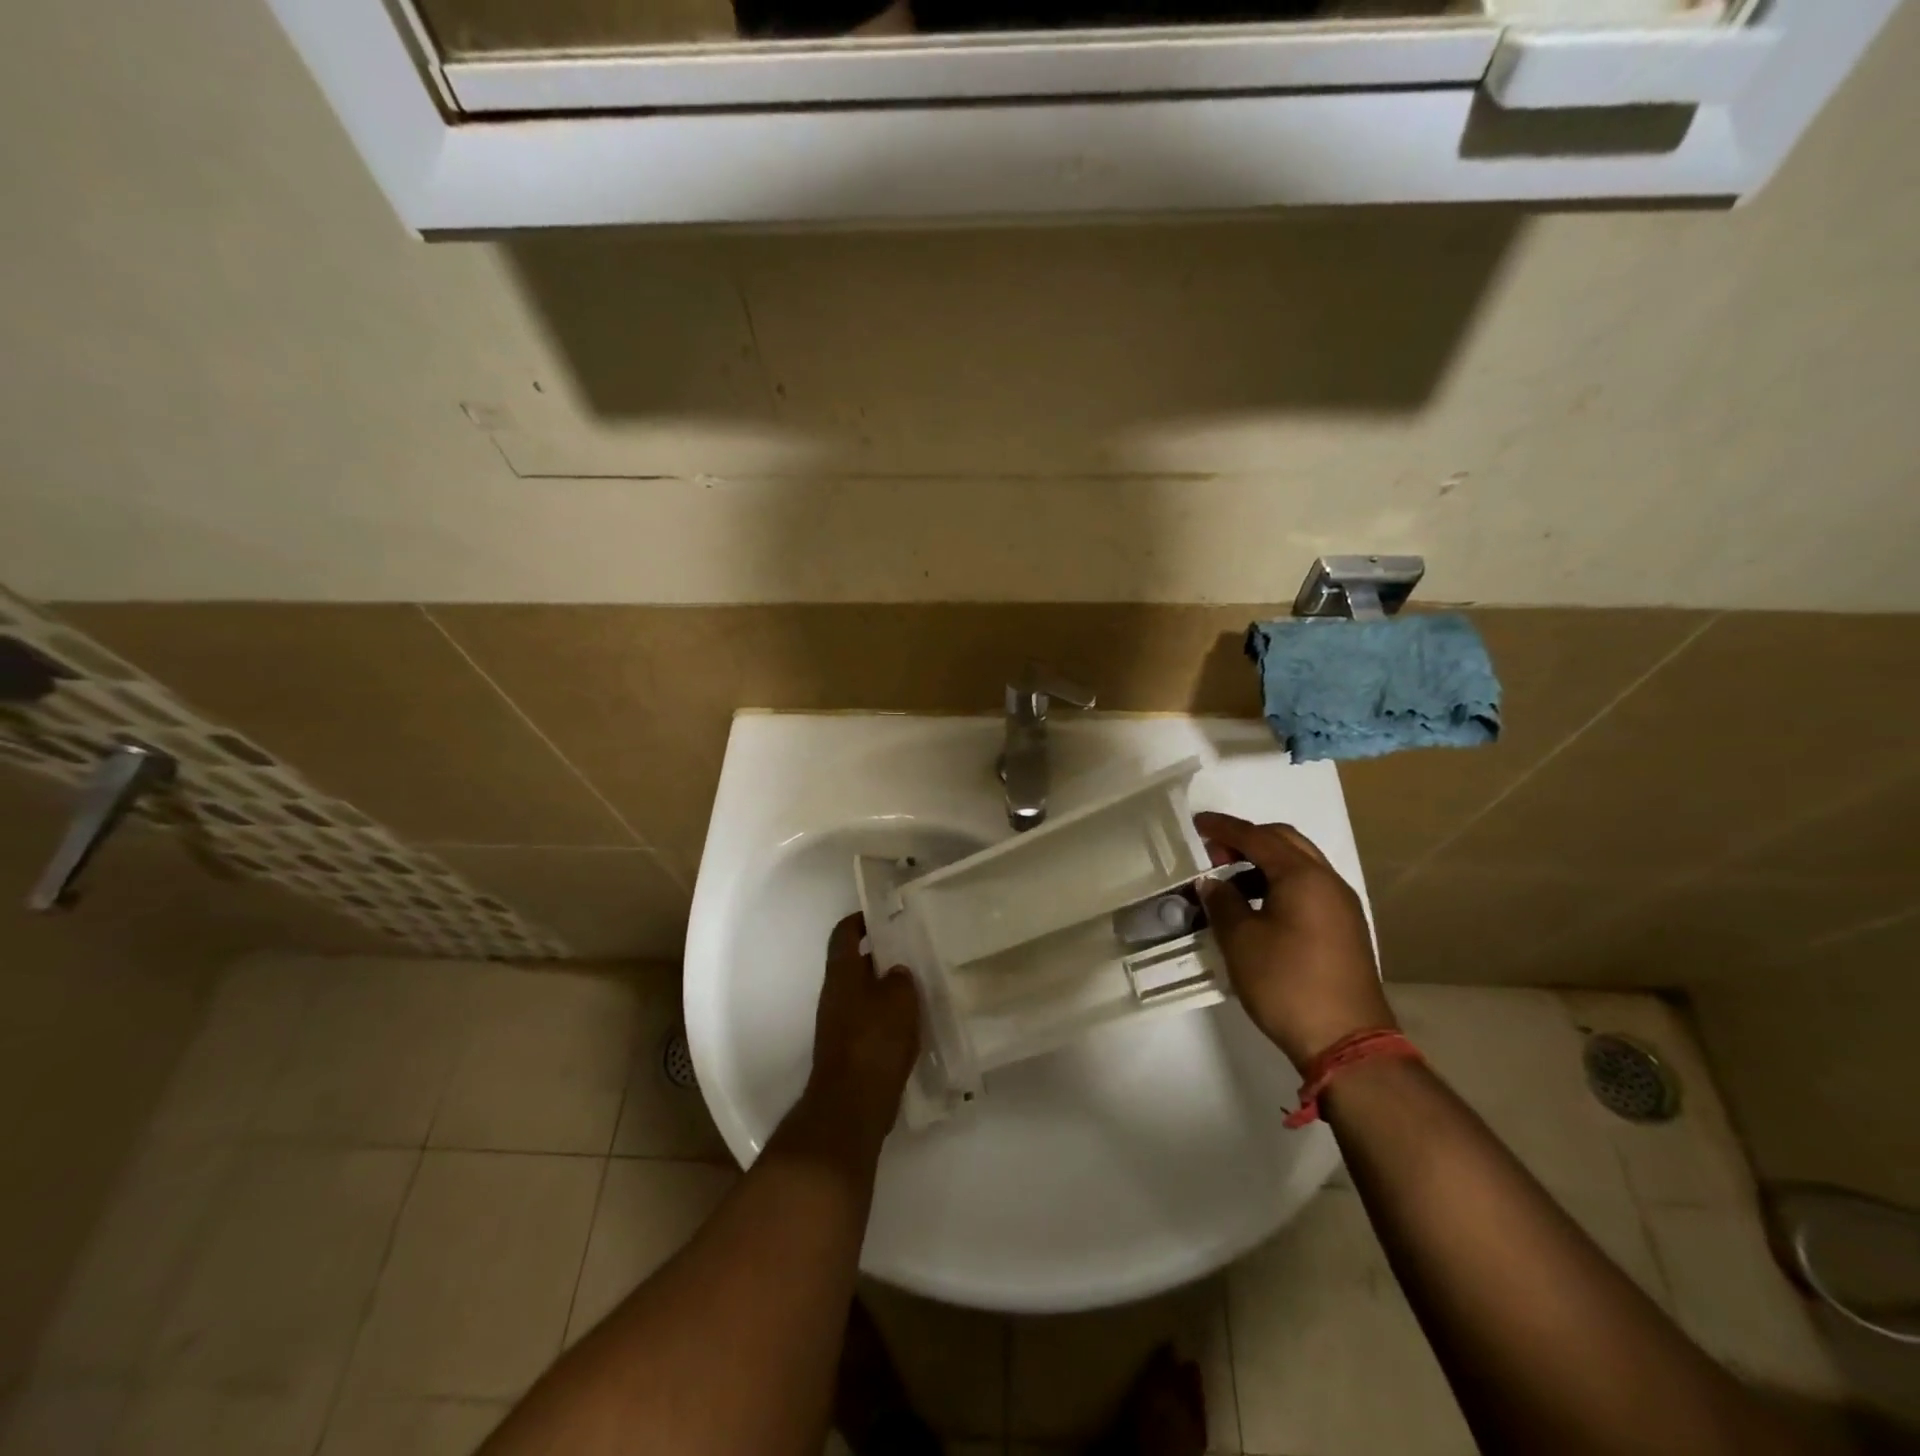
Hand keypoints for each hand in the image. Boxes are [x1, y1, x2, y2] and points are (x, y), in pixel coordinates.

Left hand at [802, 913, 921, 1144]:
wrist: (851, 1105)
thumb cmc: (874, 1041)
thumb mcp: (899, 999)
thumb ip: (900, 978)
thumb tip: (897, 972)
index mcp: (842, 974)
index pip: (844, 934)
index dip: (860, 920)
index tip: (883, 915)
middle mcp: (835, 995)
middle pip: (855, 964)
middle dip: (881, 957)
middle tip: (913, 951)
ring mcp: (839, 1025)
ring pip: (864, 995)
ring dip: (887, 989)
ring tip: (920, 987)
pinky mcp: (850, 1051)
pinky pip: (870, 1022)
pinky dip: (888, 1018)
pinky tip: (914, 1024)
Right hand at [1192, 813, 1392, 1070]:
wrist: (1346, 1041)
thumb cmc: (1287, 983)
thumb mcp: (1241, 941)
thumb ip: (1223, 902)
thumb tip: (1212, 882)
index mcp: (1302, 876)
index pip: (1257, 837)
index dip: (1224, 828)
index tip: (1196, 824)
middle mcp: (1327, 881)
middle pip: (1285, 841)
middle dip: (1248, 839)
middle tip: (1214, 853)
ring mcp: (1342, 905)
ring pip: (1299, 863)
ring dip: (1264, 861)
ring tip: (1231, 881)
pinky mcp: (1345, 928)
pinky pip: (1309, 887)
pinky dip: (1280, 882)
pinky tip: (1258, 905)